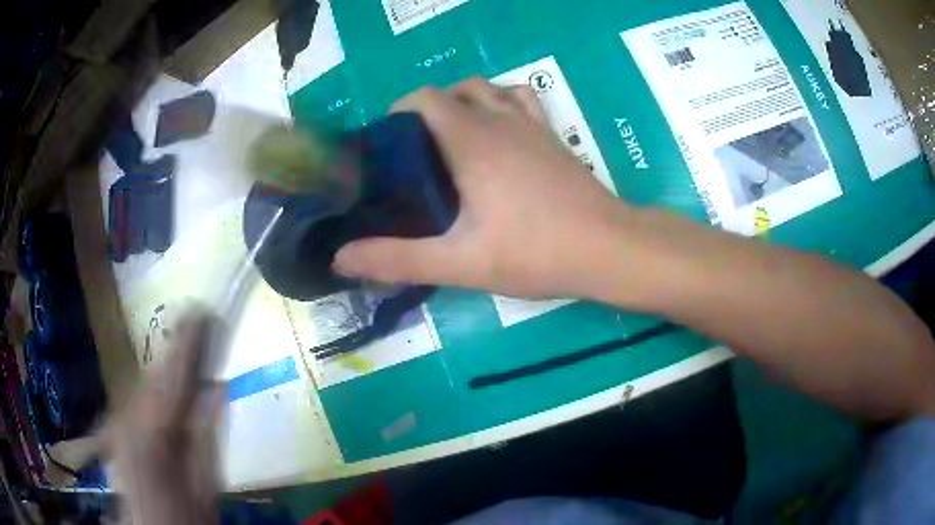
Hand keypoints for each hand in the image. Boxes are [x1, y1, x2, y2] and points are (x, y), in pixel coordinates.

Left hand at [105, 311, 222, 524]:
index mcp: (153, 432)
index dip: (188, 342)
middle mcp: (126, 416)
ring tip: (184, 355)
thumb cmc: (184, 517)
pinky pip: (132, 395)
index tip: (202, 311)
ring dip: (163, 369)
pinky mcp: (111, 426)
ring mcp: (114, 420)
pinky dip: (148, 386)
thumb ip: (208, 436)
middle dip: (175, 354)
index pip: (173, 375)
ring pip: (141, 381)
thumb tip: (218, 388)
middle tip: (199, 332)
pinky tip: (160, 389)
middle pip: (153, 374)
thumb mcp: (206, 486)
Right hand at [333, 79, 624, 298]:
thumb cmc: (535, 252)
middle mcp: (500, 119)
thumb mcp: (460, 262)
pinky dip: (501, 102)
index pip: (423, 98)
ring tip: (452, 140)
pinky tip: (499, 132)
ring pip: (488, 89)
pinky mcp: (552, 135)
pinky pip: (521, 99)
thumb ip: (397, 259)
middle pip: (453, 91)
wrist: (607, 248)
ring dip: (464, 102)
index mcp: (471, 141)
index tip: (388, 146)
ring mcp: (531, 124)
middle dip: (426, 111)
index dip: (398, 113)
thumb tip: (341, 258)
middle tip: (416, 153)